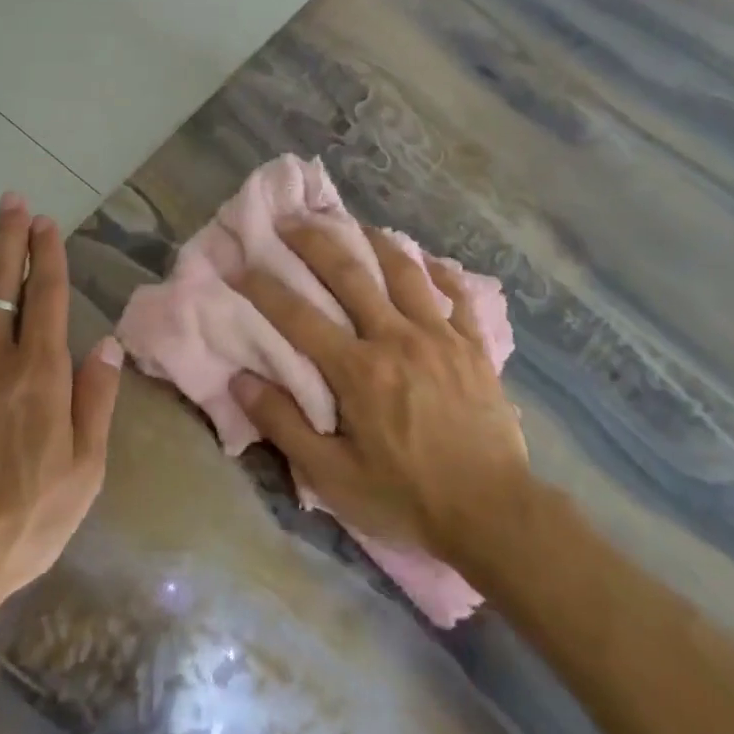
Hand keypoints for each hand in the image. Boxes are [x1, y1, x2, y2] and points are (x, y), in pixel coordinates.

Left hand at [0, 194, 122, 632]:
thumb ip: (96, 401)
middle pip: (0, 283)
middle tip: (10, 199)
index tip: (45, 222)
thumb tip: (108, 342)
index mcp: (39, 375)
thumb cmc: (20, 524)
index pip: (47, 297)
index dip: (47, 255)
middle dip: (8, 237)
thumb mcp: (83, 473)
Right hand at [231, 221, 532, 566]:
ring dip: (375, 241)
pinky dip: (437, 272)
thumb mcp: (333, 476)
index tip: (240, 265)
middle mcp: (396, 338)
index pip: (298, 318)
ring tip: (355, 224)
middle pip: (350, 275)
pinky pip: (455, 295)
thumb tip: (240, 381)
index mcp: (358, 370)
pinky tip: (426, 260)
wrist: (493, 513)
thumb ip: (284, 425)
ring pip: (404, 271)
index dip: (264, 289)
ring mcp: (440, 337)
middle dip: (315, 242)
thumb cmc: (406, 497)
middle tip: (292, 219)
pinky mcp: (473, 346)